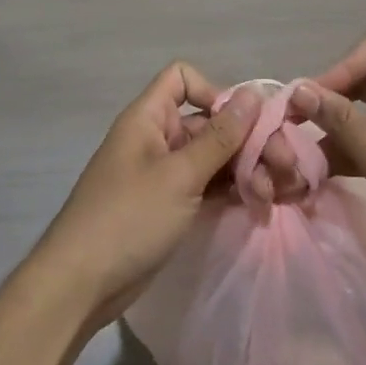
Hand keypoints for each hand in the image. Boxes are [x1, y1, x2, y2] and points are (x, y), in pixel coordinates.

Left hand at [31, 65, 261, 330]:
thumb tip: (253, 94)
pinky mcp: (172, 205)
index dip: (213, 92)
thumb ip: (220, 136)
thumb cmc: (128, 218)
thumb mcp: (180, 175)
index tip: (240, 124)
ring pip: (215, 157)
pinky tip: (261, 205)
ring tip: (275, 193)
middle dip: (248, 140)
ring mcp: (165, 174)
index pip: (182, 79)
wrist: (81, 285)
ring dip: (247, 169)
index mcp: (149, 118)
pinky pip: (209, 186)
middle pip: (210, 122)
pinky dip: (233, 191)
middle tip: (284, 166)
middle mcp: (158, 138)